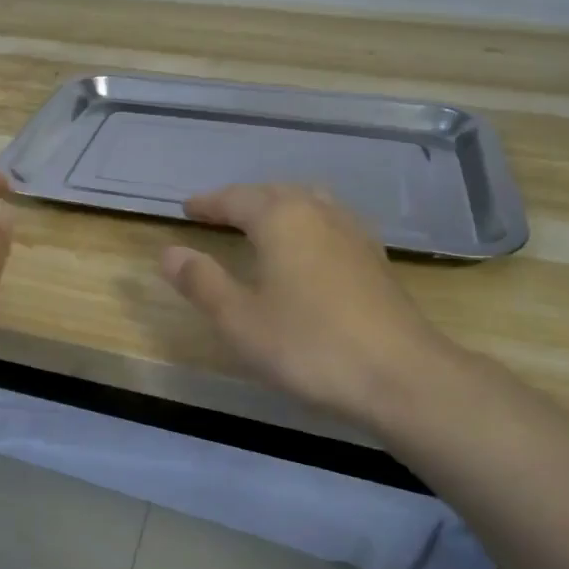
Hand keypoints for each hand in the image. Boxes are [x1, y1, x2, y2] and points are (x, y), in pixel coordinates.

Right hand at [160, 184, 453, 425]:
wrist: (400, 375)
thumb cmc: (308, 345)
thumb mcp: (239, 319)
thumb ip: (201, 281)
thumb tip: (169, 252)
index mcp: (282, 218)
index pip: (236, 198)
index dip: (208, 203)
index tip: (186, 208)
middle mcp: (320, 212)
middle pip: (274, 193)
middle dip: (243, 200)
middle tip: (217, 213)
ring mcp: (353, 233)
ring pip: (308, 203)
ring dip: (278, 208)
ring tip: (260, 223)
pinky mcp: (374, 259)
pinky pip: (330, 224)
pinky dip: (306, 225)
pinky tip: (307, 250)